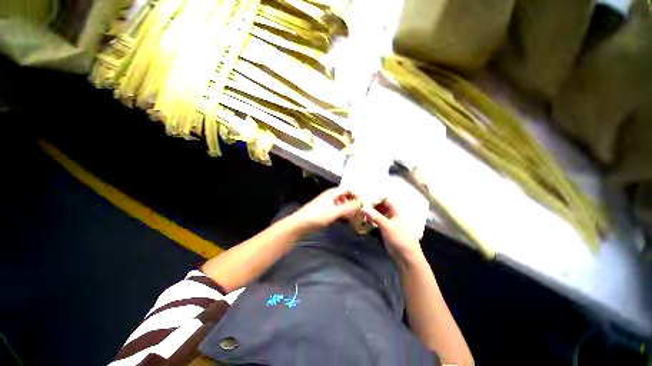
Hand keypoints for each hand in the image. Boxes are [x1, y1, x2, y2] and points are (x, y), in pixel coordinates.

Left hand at [291, 187, 360, 230]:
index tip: (365, 202)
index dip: (356, 194)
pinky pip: (338, 209)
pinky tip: (347, 219)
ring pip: (342, 203)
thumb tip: (361, 204)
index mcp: (332, 193)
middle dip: (354, 201)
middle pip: (345, 196)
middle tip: (363, 209)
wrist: (300, 224)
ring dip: (349, 207)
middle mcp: (330, 196)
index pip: (348, 189)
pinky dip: (344, 212)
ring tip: (357, 215)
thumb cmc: (317, 216)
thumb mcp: (334, 212)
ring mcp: (327, 203)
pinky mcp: (325, 210)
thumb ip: (348, 208)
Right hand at [361, 199, 423, 264]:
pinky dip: (369, 219)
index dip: (375, 197)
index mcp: (394, 211)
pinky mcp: (383, 229)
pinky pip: (374, 221)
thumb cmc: (400, 238)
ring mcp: (386, 222)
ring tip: (358, 210)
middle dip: (370, 204)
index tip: (363, 196)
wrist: (406, 256)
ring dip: (368, 212)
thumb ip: (375, 216)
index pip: (384, 199)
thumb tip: (362, 207)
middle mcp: (390, 214)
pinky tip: (361, 219)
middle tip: (358, 203)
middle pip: (379, 206)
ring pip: (376, 213)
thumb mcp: (387, 226)